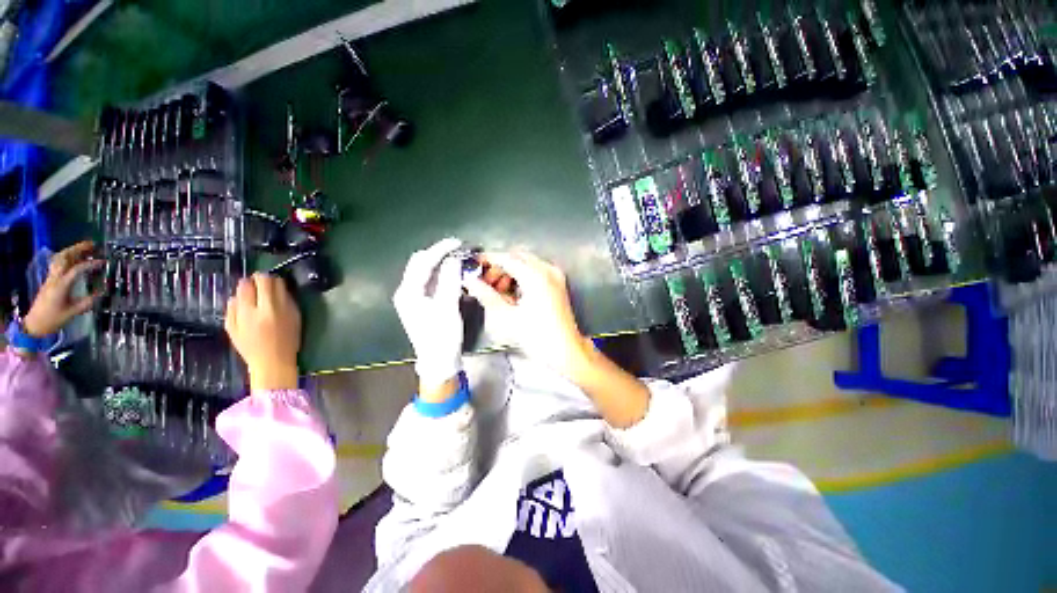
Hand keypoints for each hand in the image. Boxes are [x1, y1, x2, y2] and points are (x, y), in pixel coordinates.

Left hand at [22, 241, 103, 337]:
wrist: (35, 324)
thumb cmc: (54, 319)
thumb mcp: (73, 312)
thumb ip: (87, 302)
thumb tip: (101, 293)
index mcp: (61, 285)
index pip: (77, 269)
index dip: (90, 264)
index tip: (103, 262)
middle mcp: (55, 278)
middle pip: (64, 257)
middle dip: (78, 249)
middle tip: (92, 245)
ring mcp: (50, 278)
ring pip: (59, 258)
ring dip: (71, 251)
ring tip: (84, 249)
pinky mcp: (49, 280)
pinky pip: (57, 263)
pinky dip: (67, 257)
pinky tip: (74, 259)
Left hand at [225, 273, 301, 390]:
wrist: (270, 363)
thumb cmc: (289, 339)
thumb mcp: (295, 317)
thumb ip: (286, 299)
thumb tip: (278, 284)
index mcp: (272, 308)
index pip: (265, 281)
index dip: (269, 278)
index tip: (273, 281)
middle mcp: (251, 310)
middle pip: (247, 283)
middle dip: (255, 282)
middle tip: (262, 288)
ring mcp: (237, 318)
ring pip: (237, 293)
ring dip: (246, 293)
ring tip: (254, 300)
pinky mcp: (228, 325)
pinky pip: (231, 306)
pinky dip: (238, 304)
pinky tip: (246, 311)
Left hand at [393, 237, 465, 390]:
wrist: (439, 362)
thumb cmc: (442, 336)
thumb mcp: (448, 307)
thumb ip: (450, 281)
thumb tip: (454, 259)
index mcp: (408, 292)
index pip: (423, 262)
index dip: (440, 249)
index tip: (458, 242)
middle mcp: (407, 292)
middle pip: (420, 264)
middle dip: (439, 254)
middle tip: (459, 250)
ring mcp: (413, 298)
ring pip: (425, 272)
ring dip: (441, 263)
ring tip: (458, 258)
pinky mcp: (422, 304)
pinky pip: (430, 282)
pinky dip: (442, 275)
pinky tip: (453, 274)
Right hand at [464, 251, 590, 378]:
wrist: (565, 351)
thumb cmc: (538, 337)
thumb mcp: (507, 317)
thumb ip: (487, 296)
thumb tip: (471, 283)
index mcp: (536, 276)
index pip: (507, 258)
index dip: (488, 260)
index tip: (474, 264)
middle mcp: (547, 270)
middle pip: (517, 258)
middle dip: (499, 267)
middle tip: (485, 283)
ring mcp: (555, 276)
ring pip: (526, 264)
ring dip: (510, 273)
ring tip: (498, 292)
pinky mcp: (558, 284)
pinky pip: (535, 272)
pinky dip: (522, 278)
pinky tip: (513, 295)